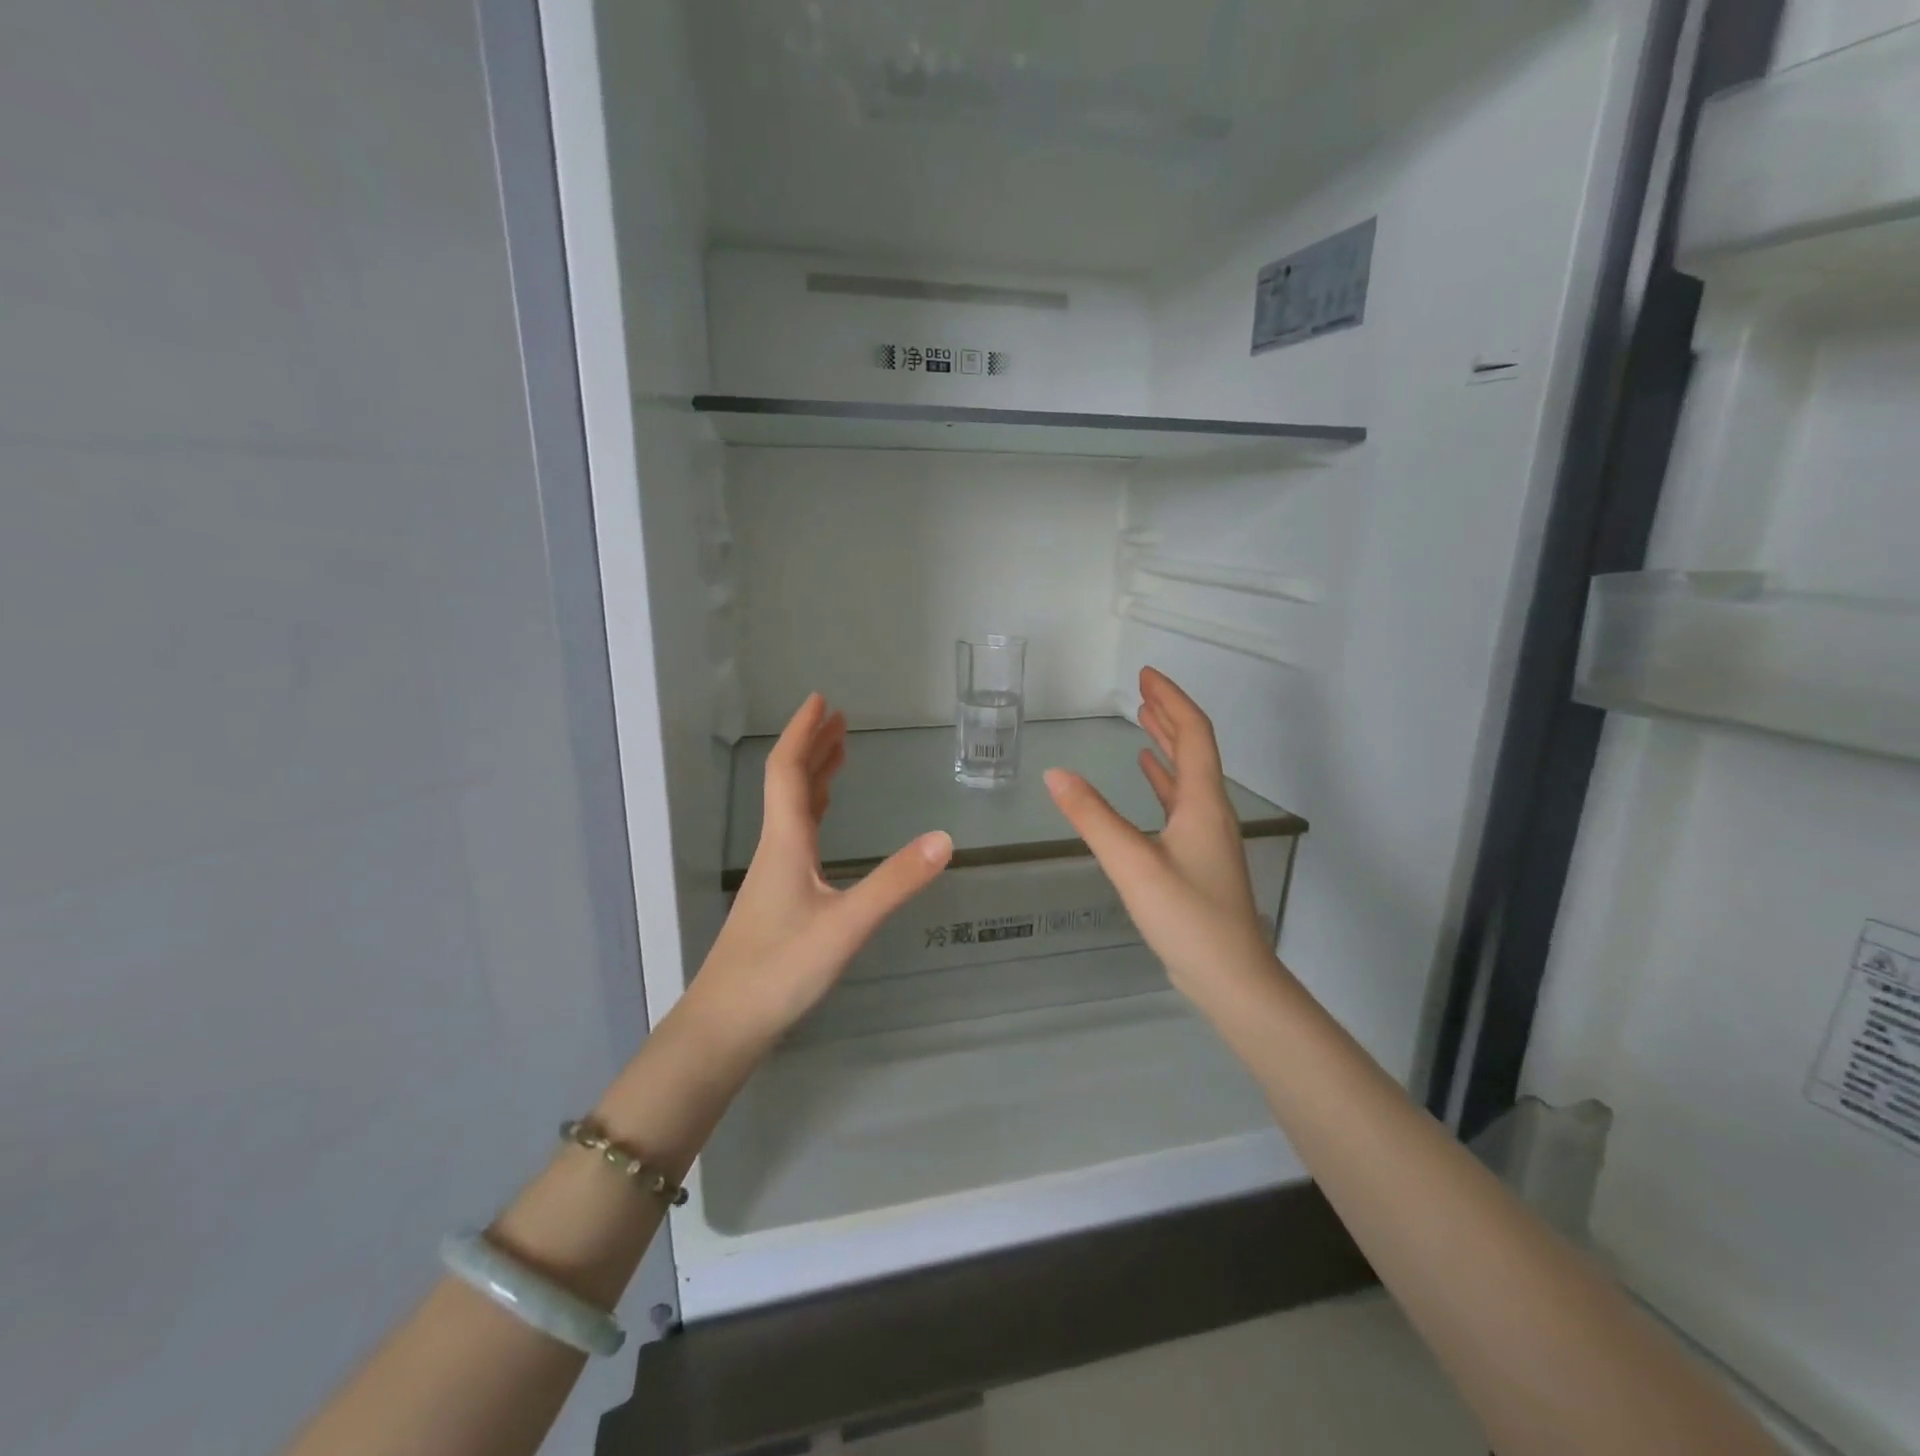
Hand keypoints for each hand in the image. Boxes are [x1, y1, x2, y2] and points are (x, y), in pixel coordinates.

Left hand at [691, 693, 952, 1045]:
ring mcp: (774, 875)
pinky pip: (798, 835)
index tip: (821, 699)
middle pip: (790, 783)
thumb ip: (895, 883)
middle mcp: (776, 848)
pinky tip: (825, 824)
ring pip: (793, 810)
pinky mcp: (777, 898)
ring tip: (839, 754)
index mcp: (785, 841)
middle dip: (814, 745)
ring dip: (814, 776)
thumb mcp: (846, 925)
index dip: (803, 732)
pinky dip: (815, 811)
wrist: (726, 1025)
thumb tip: (945, 839)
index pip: (787, 770)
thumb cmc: (780, 969)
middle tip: (840, 717)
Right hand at [1045, 668, 1276, 999]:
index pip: (1193, 734)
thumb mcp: (1133, 864)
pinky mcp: (1197, 857)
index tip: (1146, 675)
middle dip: (1168, 714)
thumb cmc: (1188, 918)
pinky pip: (1179, 802)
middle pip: (1194, 748)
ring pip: (1187, 775)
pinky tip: (1146, 776)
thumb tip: (1055, 773)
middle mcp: (1210, 811)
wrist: (1231, 978)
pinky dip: (1162, 780)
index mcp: (1202, 803)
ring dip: (1166, 744)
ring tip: (1142, 721)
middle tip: (1142, 690)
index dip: (1171, 700)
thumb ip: (1093, 817)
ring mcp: (1206, 835)